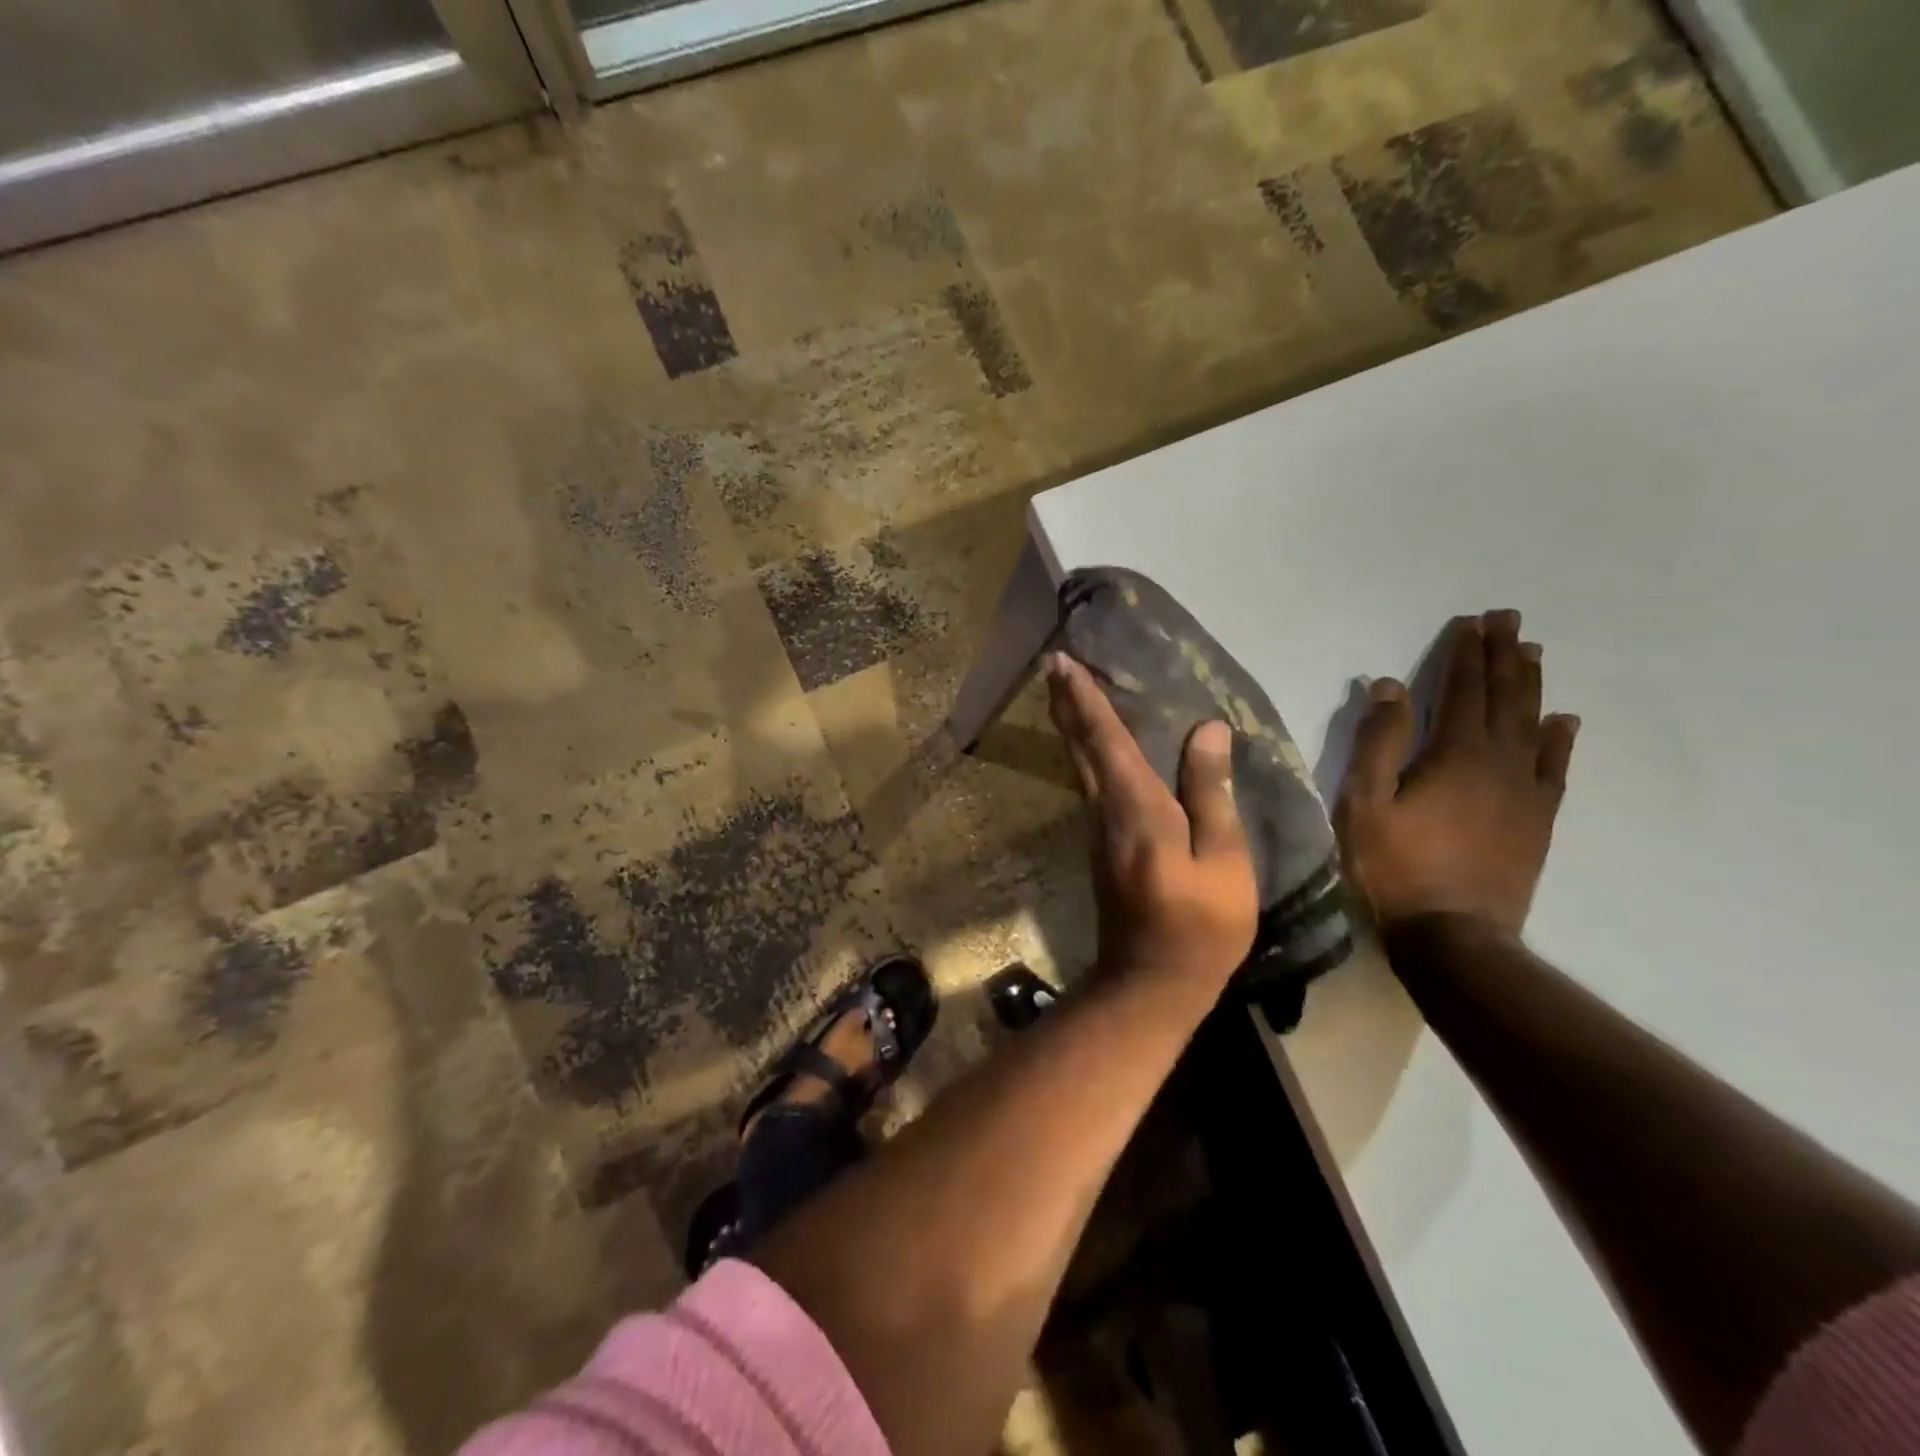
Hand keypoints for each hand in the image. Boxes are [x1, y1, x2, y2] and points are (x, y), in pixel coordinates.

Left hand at [1046, 652, 1258, 989]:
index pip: (1106, 739)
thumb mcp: (1224, 861)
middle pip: (1081, 746)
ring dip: (1071, 724)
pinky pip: (1089, 784)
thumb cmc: (1201, 925)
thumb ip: (1211, 793)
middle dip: (1066, 702)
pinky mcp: (1100, 847)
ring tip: (1066, 690)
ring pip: (1079, 764)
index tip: (1062, 662)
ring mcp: (1097, 830)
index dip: (1084, 699)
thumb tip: (1208, 731)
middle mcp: (1105, 811)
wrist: (1150, 982)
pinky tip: (1092, 745)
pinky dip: (1085, 752)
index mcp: (1137, 808)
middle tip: (1052, 664)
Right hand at [1335, 610, 1578, 936]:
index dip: (1466, 654)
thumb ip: (1377, 742)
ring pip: (1533, 725)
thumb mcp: (1364, 802)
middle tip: (1510, 619)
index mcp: (1454, 754)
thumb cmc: (1395, 866)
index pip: (1462, 690)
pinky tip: (1563, 721)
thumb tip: (1387, 686)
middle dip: (1504, 656)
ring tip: (1533, 653)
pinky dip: (1559, 740)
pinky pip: (1555, 769)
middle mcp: (1499, 762)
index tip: (1472, 621)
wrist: (1452, 935)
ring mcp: (1525, 792)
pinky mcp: (1537, 821)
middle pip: (1504, 698)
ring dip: (1531, 686)